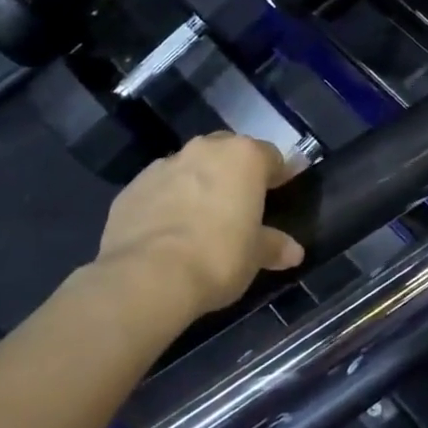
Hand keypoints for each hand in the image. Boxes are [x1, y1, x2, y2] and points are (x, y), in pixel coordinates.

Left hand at [94, 133, 304, 316]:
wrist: (147, 277)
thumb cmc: (218, 257)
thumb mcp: (255, 256)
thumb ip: (274, 246)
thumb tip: (294, 251)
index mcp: (244, 157)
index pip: (271, 156)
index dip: (278, 175)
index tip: (280, 192)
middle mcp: (205, 150)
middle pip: (229, 152)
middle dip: (235, 172)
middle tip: (240, 204)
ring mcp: (165, 165)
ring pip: (191, 167)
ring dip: (199, 184)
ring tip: (200, 219)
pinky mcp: (133, 187)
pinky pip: (160, 188)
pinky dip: (167, 201)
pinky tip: (168, 231)